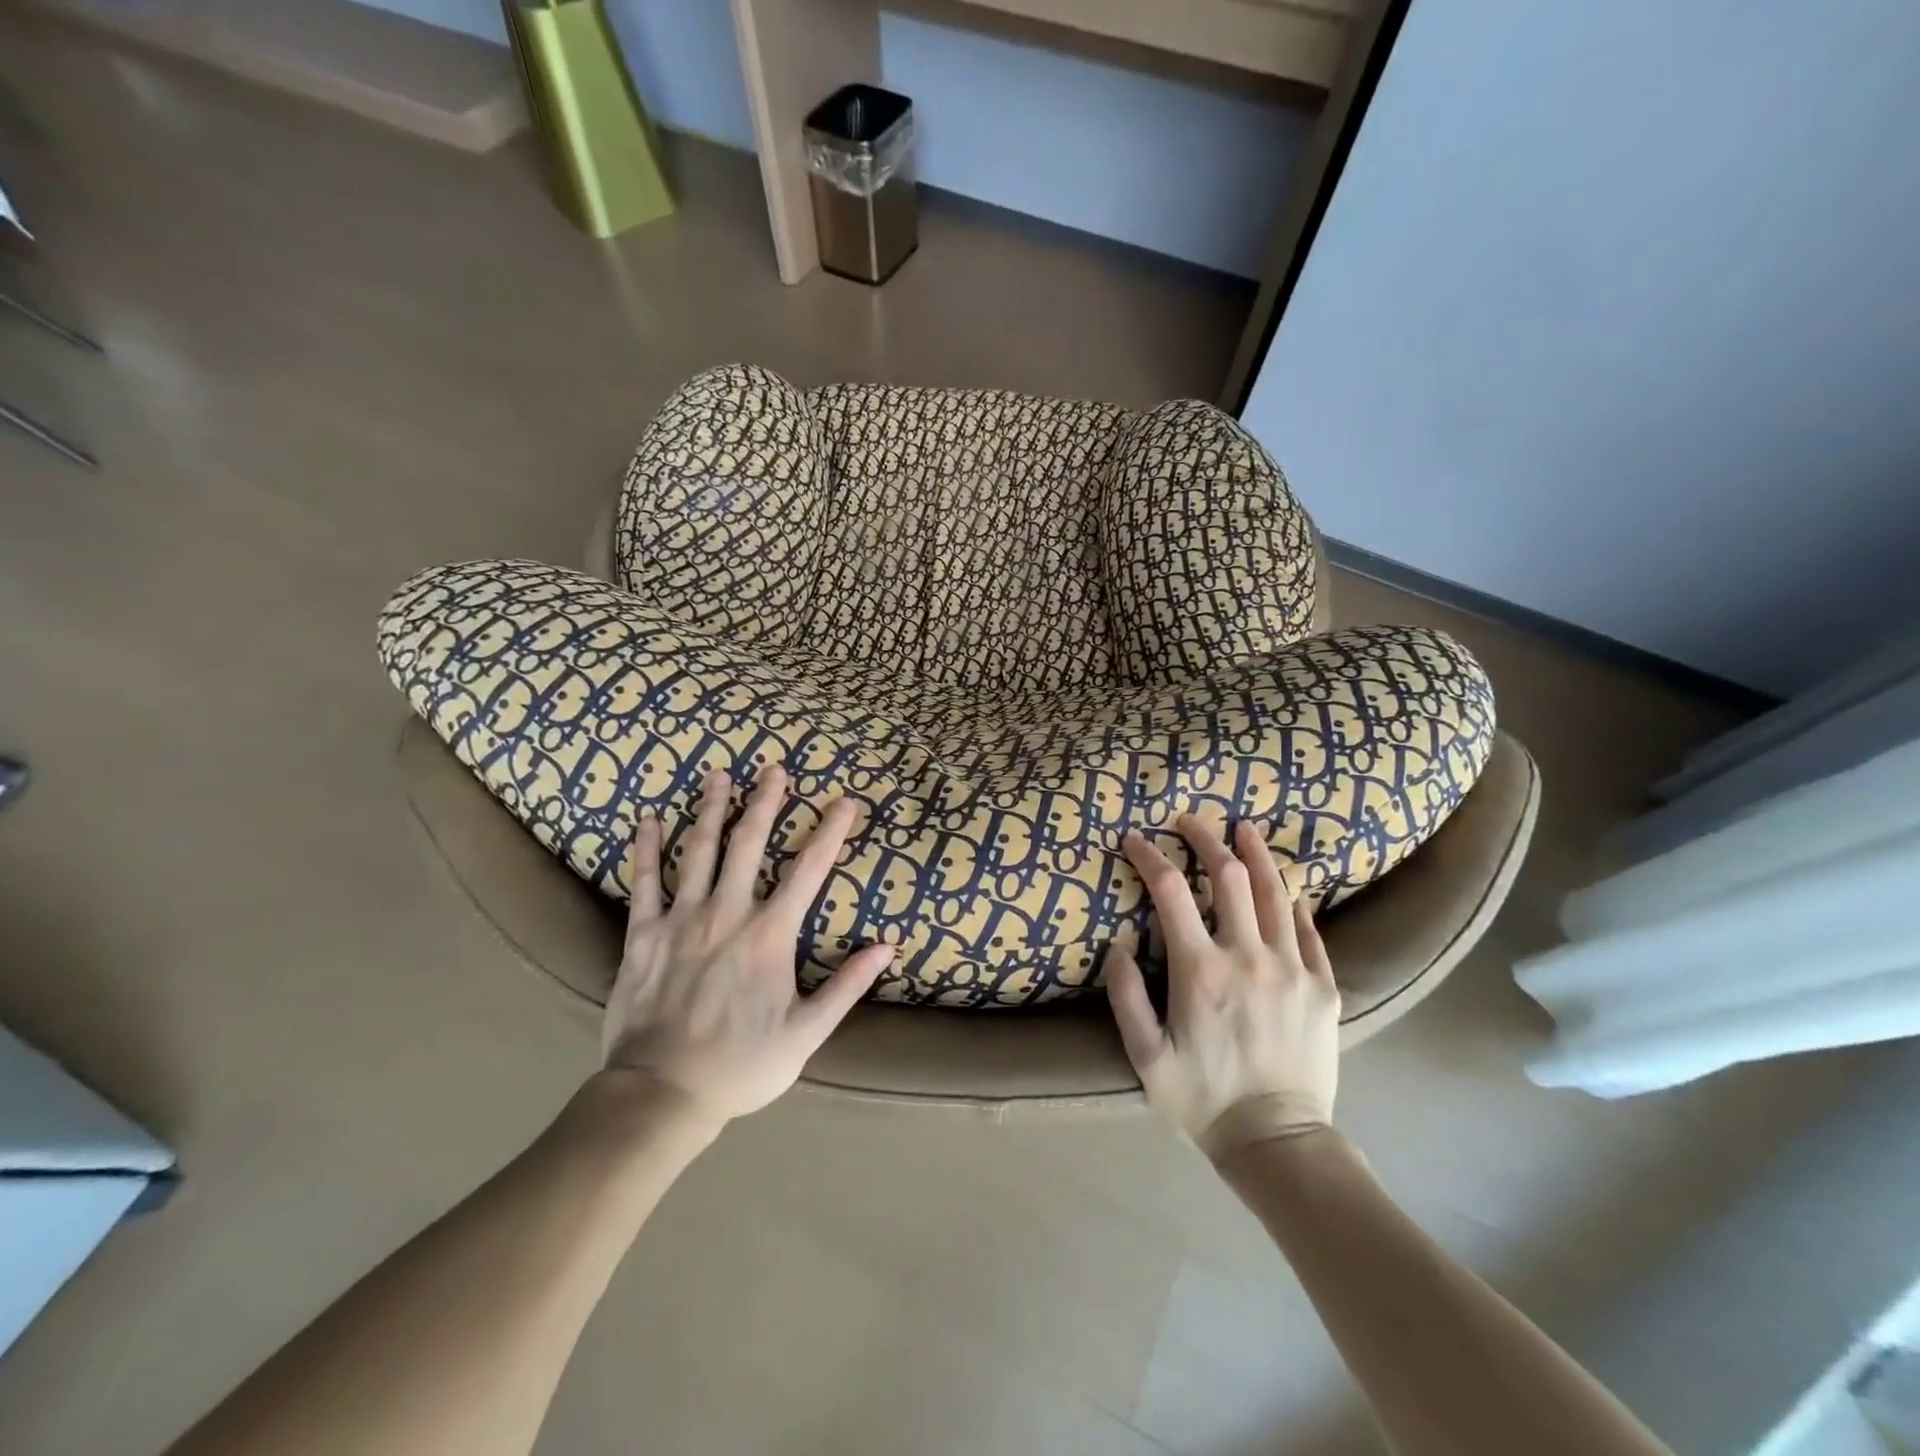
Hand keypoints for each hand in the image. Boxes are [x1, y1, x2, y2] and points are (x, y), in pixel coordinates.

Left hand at [599, 767, 893, 1126]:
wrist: (661, 1094)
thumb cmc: (742, 1065)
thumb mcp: (807, 1032)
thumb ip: (848, 985)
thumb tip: (887, 947)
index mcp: (770, 935)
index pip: (810, 870)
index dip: (831, 832)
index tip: (845, 802)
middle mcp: (728, 913)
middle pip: (750, 844)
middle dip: (766, 803)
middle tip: (775, 769)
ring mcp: (682, 919)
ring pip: (700, 851)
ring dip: (712, 809)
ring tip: (720, 774)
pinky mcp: (643, 934)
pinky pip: (645, 882)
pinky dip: (647, 848)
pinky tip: (650, 819)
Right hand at [1106, 817, 1340, 1161]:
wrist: (1277, 1143)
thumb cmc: (1202, 1100)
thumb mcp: (1145, 1057)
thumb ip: (1126, 997)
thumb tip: (1119, 945)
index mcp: (1201, 971)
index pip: (1170, 892)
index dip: (1149, 857)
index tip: (1134, 839)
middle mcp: (1248, 957)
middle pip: (1228, 877)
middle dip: (1205, 839)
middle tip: (1189, 821)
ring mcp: (1292, 969)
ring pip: (1276, 893)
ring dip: (1256, 854)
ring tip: (1244, 828)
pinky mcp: (1323, 987)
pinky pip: (1309, 930)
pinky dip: (1294, 901)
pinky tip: (1286, 886)